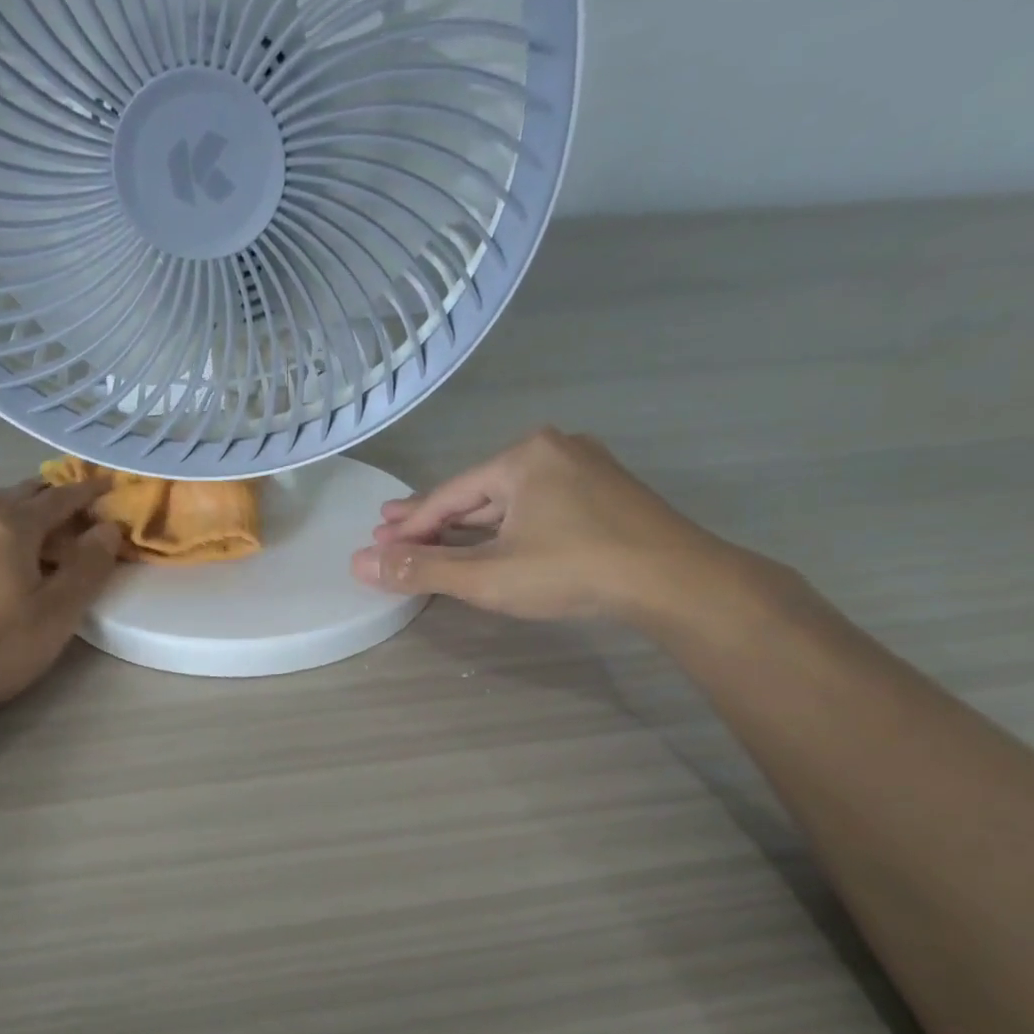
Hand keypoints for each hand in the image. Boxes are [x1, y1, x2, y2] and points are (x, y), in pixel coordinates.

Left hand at [0, 478, 120, 725]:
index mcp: (11, 529)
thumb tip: (108, 527)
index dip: (85, 492)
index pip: (58, 500)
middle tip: (60, 507)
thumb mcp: (57, 617)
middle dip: (41, 495)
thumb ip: (88, 568)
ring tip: (6, 516)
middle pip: (11, 493)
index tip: (104, 485)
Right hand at [352, 430, 746, 623]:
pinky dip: (507, 529)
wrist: (674, 582)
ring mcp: (584, 470)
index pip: (448, 496)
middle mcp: (552, 451)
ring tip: (434, 541)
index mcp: (521, 457)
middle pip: (477, 494)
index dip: (410, 527)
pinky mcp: (605, 496)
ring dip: (470, 526)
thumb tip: (359, 564)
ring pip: (509, 502)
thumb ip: (422, 570)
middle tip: (392, 533)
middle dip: (434, 520)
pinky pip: (537, 509)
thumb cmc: (572, 570)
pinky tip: (491, 543)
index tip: (377, 546)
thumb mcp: (487, 576)